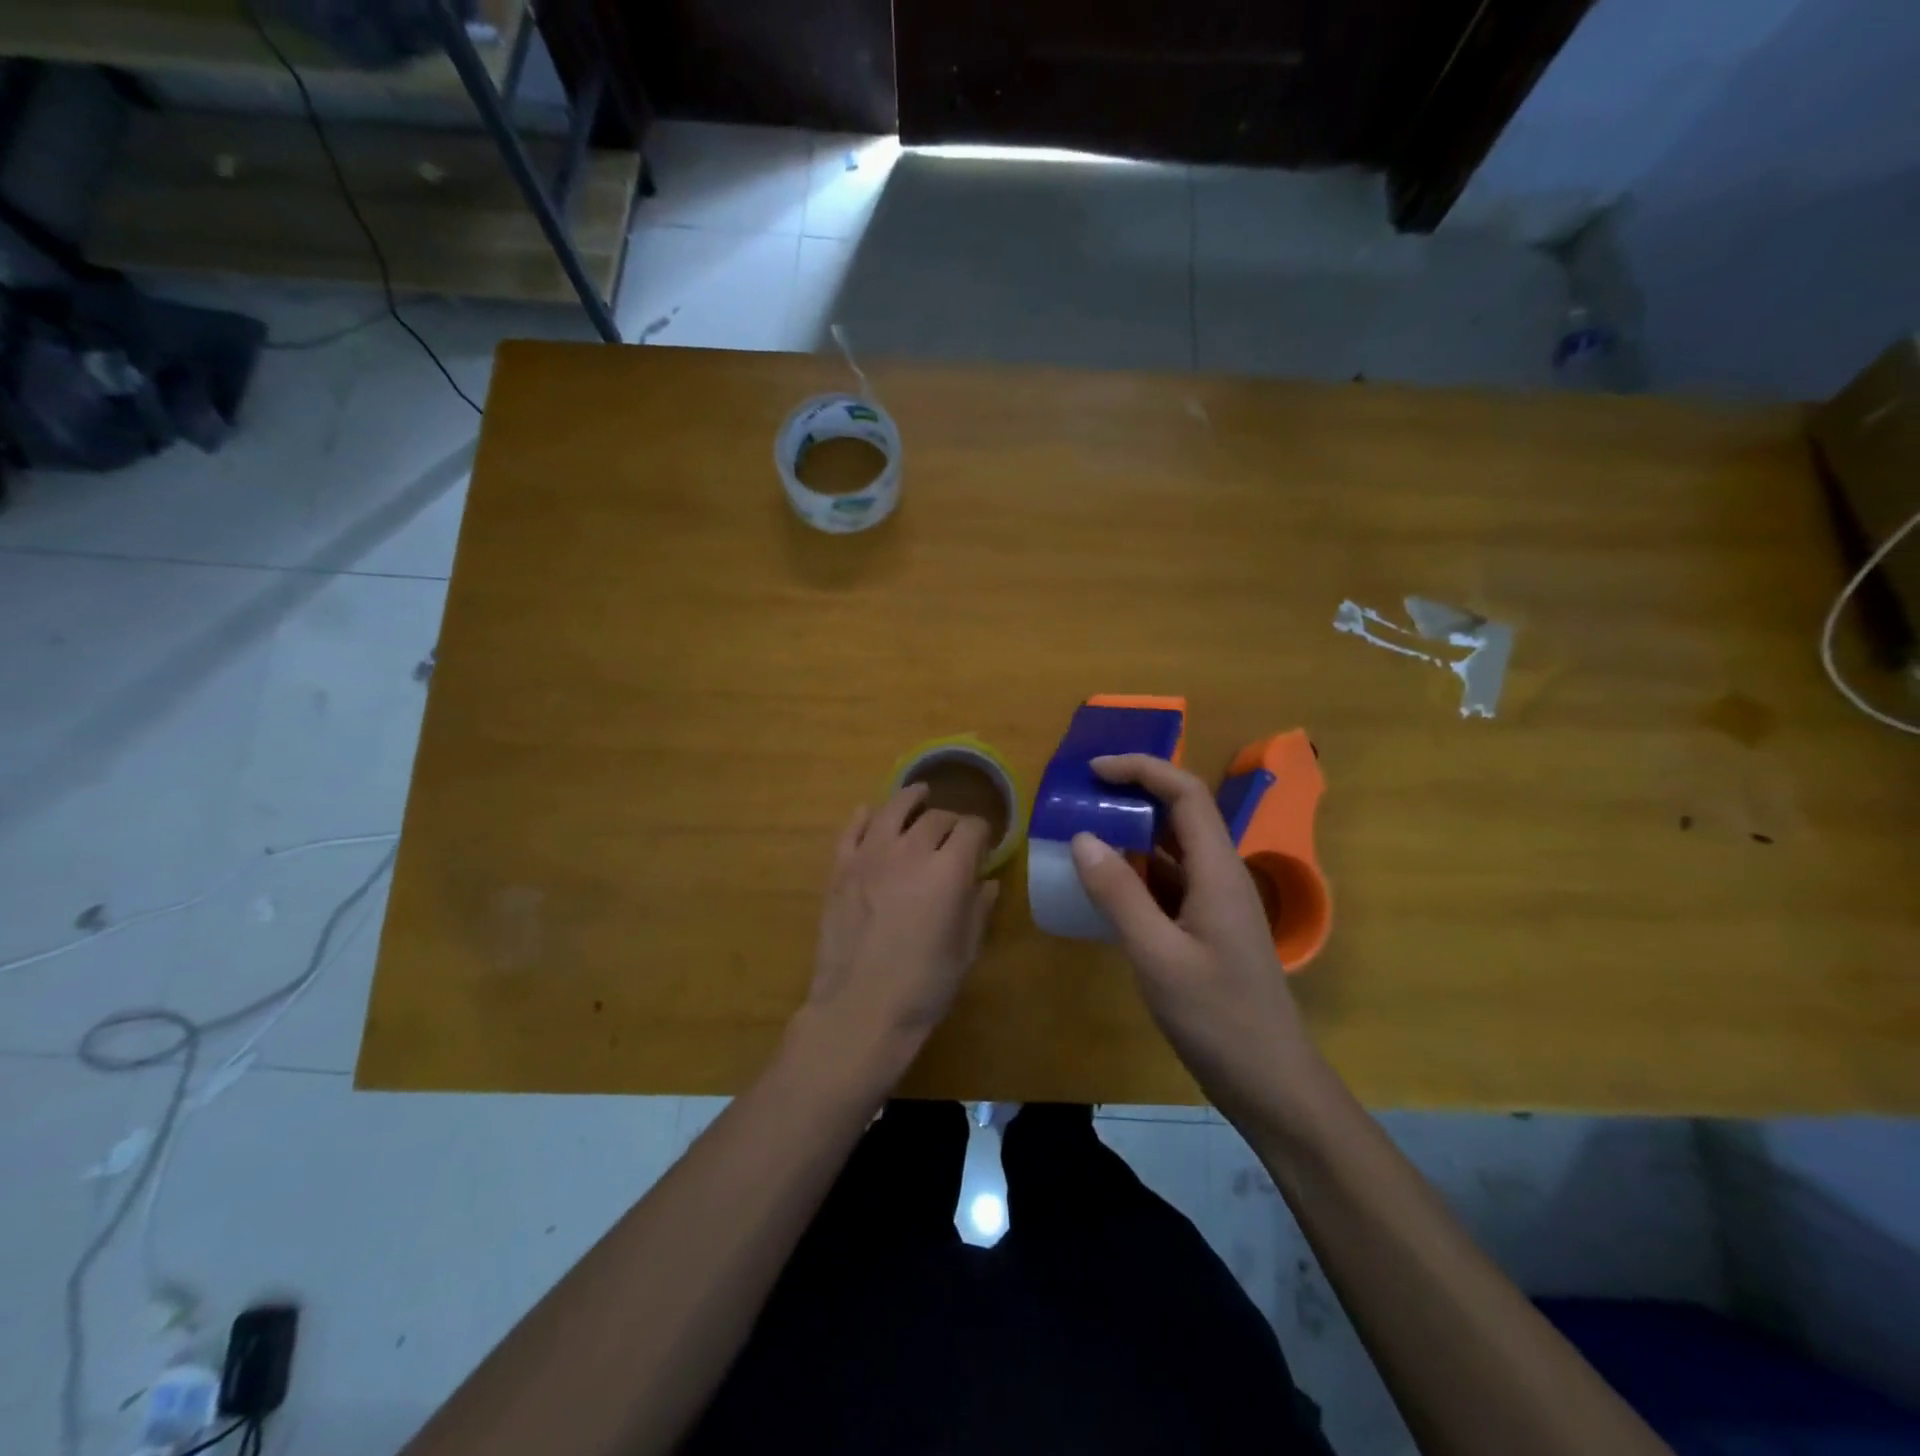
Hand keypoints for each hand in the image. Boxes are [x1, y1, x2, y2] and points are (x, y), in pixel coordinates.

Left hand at [805, 784, 999, 1063]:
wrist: (860, 1009)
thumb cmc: (923, 987)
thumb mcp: (965, 950)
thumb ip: (978, 908)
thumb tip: (986, 882)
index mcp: (949, 870)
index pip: (972, 828)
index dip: (982, 832)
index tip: (984, 842)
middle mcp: (911, 851)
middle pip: (936, 817)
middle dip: (951, 820)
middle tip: (954, 834)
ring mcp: (870, 856)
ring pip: (893, 809)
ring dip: (910, 799)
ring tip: (918, 794)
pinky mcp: (840, 868)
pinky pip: (852, 829)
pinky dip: (864, 816)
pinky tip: (871, 813)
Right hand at [1069, 754, 1313, 1113]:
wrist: (1271, 1083)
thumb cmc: (1218, 1019)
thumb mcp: (1157, 956)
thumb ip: (1119, 895)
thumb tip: (1082, 836)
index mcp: (1218, 871)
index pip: (1186, 793)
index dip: (1142, 769)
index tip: (1094, 770)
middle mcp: (1221, 876)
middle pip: (1181, 814)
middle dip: (1134, 795)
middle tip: (1082, 797)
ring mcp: (1216, 903)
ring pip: (1173, 849)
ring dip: (1133, 834)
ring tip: (1084, 832)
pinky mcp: (1207, 929)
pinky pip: (1170, 883)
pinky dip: (1136, 873)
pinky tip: (1105, 886)